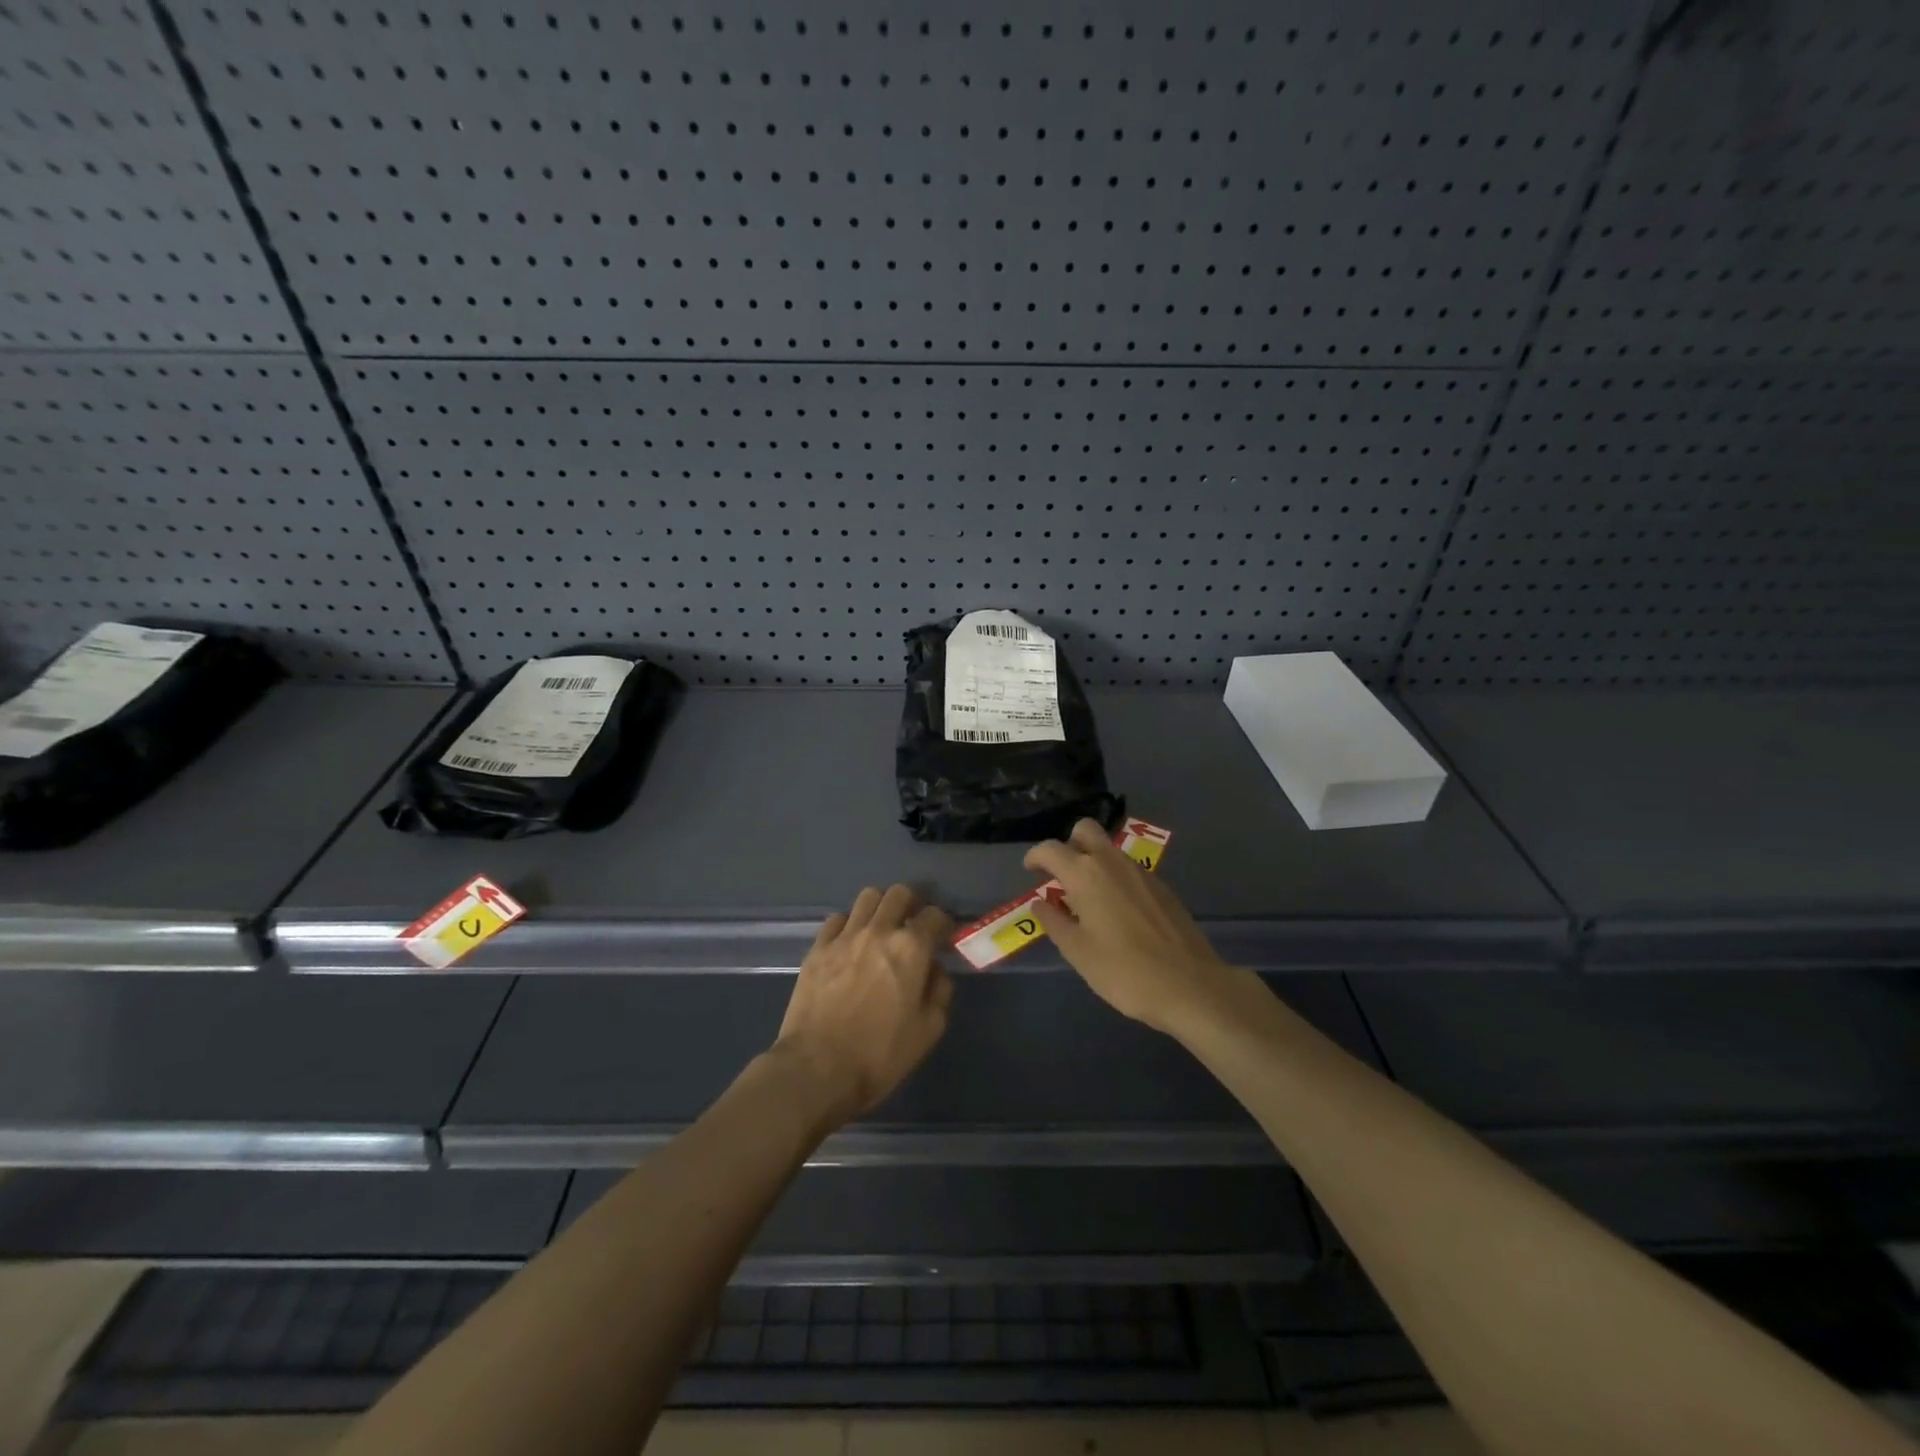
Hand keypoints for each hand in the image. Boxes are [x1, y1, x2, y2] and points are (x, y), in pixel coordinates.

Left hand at [771, 885, 954, 1128]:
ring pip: (867, 897)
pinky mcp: (817, 948)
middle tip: (912, 924)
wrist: (817, 1069)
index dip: (942, 924)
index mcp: (911, 949)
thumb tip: (933, 970)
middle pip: (899, 894)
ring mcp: (844, 936)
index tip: (942, 937)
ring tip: (881, 929)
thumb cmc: (879, 1055)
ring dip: (880, 908)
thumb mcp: (928, 1031)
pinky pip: (837, 919)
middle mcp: (879, 931)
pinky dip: (849, 925)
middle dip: (911, 904)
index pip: (934, 915)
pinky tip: (849, 944)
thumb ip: (939, 992)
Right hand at [1026, 819, 1235, 1034]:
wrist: (1190, 986)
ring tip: (1087, 899)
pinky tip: (1118, 912)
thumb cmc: (1123, 971)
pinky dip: (1115, 877)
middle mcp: (1112, 862)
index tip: (1030, 871)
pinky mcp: (1162, 886)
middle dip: (1069, 844)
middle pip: (1085, 830)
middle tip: (1062, 876)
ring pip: (1109, 849)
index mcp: (1085, 874)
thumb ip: (1054, 922)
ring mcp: (1141, 871)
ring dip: (1093, 861)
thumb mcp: (1078, 952)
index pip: (1051, 849)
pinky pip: (1129, 869)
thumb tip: (1041, 903)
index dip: (1035, 857)